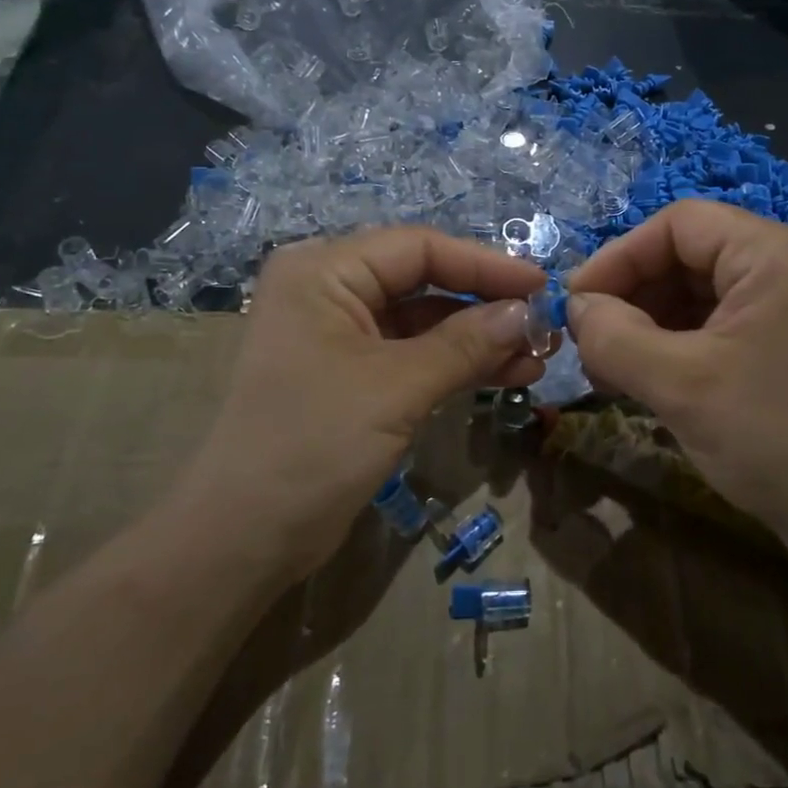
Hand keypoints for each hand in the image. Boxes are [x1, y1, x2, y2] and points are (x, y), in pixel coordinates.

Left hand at [184, 227, 547, 582]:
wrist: (243, 539)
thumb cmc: (313, 444)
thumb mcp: (397, 387)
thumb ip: (466, 344)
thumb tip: (528, 314)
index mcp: (324, 271)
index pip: (419, 248)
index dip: (485, 265)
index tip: (542, 286)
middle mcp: (330, 290)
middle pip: (424, 281)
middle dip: (486, 304)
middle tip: (544, 326)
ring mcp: (341, 335)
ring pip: (425, 321)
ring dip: (480, 338)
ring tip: (537, 357)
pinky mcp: (354, 376)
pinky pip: (415, 355)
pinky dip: (458, 364)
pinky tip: (507, 374)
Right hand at [565, 200, 787, 559]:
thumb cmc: (773, 440)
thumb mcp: (679, 385)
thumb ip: (613, 336)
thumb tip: (576, 308)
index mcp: (781, 252)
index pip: (680, 224)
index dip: (619, 257)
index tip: (578, 303)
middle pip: (693, 254)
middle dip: (636, 295)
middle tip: (593, 341)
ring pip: (707, 288)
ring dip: (654, 321)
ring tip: (614, 366)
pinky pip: (729, 317)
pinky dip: (685, 339)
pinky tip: (652, 374)